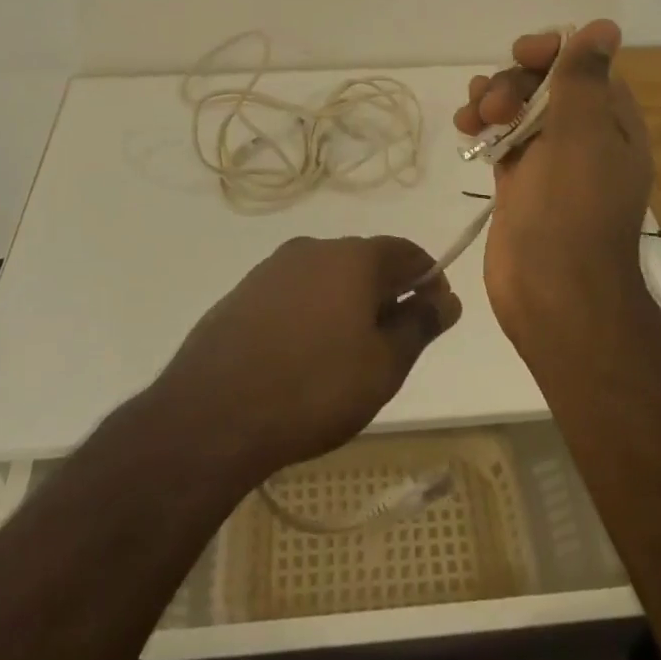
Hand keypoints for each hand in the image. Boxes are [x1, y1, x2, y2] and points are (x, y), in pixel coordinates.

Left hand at [156, 236, 462, 479]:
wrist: (213, 411)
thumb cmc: (314, 388)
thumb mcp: (383, 366)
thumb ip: (419, 326)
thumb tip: (446, 299)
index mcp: (354, 257)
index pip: (407, 252)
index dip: (429, 280)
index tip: (435, 315)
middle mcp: (314, 248)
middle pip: (366, 262)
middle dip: (386, 294)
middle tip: (392, 345)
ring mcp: (274, 267)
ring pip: (327, 277)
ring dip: (346, 304)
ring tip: (346, 355)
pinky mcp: (244, 291)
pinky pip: (294, 293)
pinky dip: (311, 313)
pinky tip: (303, 356)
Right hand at [454, 19, 653, 332]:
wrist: (554, 293)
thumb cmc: (572, 207)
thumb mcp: (582, 131)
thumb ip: (584, 76)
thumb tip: (605, 26)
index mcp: (612, 122)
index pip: (582, 65)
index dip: (551, 52)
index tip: (523, 56)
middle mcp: (585, 136)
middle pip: (545, 83)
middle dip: (514, 81)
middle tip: (495, 104)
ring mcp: (551, 161)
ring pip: (519, 108)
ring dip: (492, 99)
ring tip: (472, 115)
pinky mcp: (521, 182)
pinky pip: (503, 137)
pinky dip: (484, 126)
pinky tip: (465, 128)